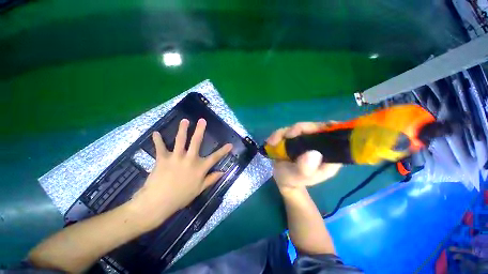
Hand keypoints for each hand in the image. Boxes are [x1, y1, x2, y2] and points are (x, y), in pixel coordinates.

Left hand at [130, 118, 232, 228]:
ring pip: (180, 140)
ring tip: (184, 121)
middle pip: (196, 141)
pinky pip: (160, 147)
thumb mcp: (199, 189)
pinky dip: (157, 140)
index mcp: (200, 167)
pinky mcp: (163, 158)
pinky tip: (155, 133)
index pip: (215, 157)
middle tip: (202, 120)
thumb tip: (222, 172)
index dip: (223, 151)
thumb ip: (211, 179)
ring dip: (182, 129)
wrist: (159, 202)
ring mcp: (176, 157)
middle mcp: (190, 159)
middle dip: (200, 130)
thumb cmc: (181, 197)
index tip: (230, 144)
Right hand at [267, 122, 341, 193]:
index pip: (335, 138)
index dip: (330, 129)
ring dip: (284, 132)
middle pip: (314, 128)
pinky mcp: (294, 139)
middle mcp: (318, 145)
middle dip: (300, 129)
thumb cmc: (292, 179)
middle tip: (287, 135)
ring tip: (272, 142)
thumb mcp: (298, 177)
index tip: (318, 128)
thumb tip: (313, 153)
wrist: (282, 178)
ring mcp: (305, 141)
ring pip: (299, 128)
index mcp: (328, 156)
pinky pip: (287, 131)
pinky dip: (278, 135)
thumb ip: (305, 169)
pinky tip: (271, 142)